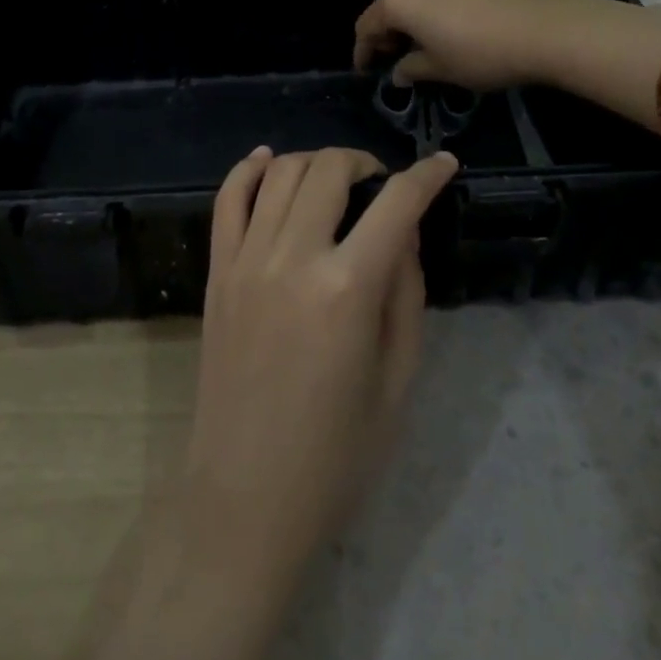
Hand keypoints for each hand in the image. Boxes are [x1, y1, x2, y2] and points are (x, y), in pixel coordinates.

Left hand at [188, 145, 458, 597]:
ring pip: (280, 174)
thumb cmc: (335, 456)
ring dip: (316, 162)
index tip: (444, 163)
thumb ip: (405, 295)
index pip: (396, 204)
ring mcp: (245, 262)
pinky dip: (249, 170)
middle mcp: (292, 259)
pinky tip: (268, 161)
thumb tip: (404, 234)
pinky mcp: (216, 274)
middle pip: (329, 170)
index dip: (426, 175)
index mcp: (347, 290)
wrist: (244, 498)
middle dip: (365, 162)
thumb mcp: (397, 381)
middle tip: (383, 184)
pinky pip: (227, 200)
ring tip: (337, 181)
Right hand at [353, 0, 589, 89]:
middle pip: (388, 7)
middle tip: (391, 62)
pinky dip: (429, 11)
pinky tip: (442, 32)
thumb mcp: (439, 69)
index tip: (365, 72)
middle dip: (386, 35)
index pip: (367, 26)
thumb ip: (411, 69)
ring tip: (418, 49)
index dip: (363, 52)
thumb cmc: (479, 53)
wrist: (541, 28)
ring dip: (409, 22)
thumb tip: (399, 73)